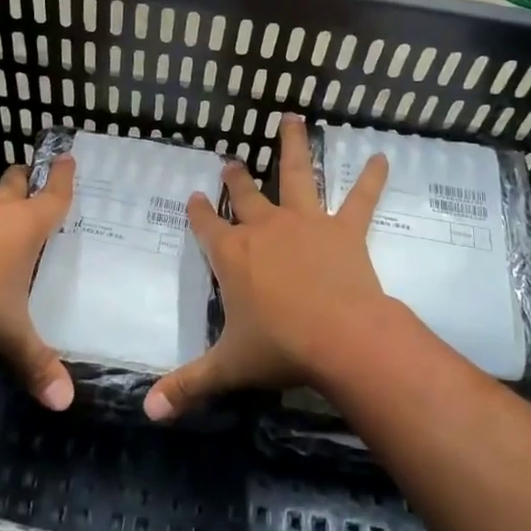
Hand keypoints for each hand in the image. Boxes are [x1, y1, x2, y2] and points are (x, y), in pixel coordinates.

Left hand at [0, 156, 76, 409]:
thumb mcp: (10, 336)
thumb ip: (37, 364)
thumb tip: (64, 403)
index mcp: (25, 226)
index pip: (52, 194)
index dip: (62, 177)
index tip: (66, 156)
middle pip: (14, 185)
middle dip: (25, 180)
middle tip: (34, 180)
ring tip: (10, 222)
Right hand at [145, 116, 389, 420]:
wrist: (340, 338)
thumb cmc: (279, 348)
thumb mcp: (227, 367)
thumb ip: (186, 386)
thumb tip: (146, 412)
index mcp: (231, 255)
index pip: (206, 226)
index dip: (199, 211)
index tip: (194, 197)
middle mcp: (264, 228)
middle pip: (245, 195)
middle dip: (236, 177)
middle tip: (230, 160)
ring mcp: (305, 223)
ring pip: (297, 174)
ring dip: (293, 145)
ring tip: (293, 118)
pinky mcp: (344, 230)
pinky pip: (360, 199)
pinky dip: (372, 179)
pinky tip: (384, 158)